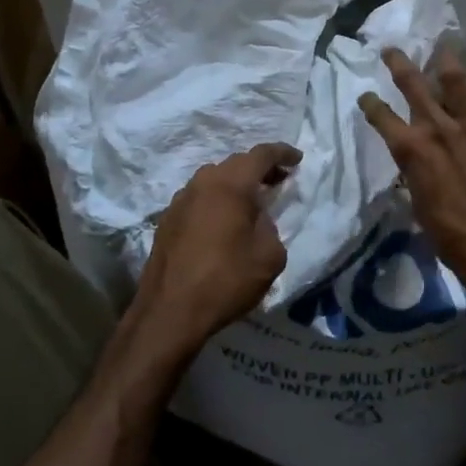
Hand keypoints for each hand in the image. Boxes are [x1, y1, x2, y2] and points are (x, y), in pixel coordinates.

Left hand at [132, 142, 300, 357]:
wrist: (170, 312)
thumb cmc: (226, 280)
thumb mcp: (269, 256)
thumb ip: (270, 226)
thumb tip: (257, 218)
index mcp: (231, 185)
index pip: (261, 154)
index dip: (282, 153)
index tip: (297, 159)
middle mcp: (203, 183)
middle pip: (236, 163)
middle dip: (260, 169)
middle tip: (278, 182)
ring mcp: (180, 199)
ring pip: (214, 179)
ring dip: (235, 184)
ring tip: (251, 202)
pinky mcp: (167, 219)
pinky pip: (199, 198)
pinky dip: (216, 200)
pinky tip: (223, 222)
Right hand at [359, 48, 465, 306]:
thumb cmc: (449, 234)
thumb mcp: (417, 204)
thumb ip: (414, 174)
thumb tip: (414, 164)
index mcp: (411, 150)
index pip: (382, 117)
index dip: (370, 104)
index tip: (366, 96)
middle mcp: (437, 130)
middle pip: (413, 86)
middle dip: (399, 64)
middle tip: (391, 49)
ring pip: (455, 82)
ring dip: (446, 61)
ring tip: (442, 46)